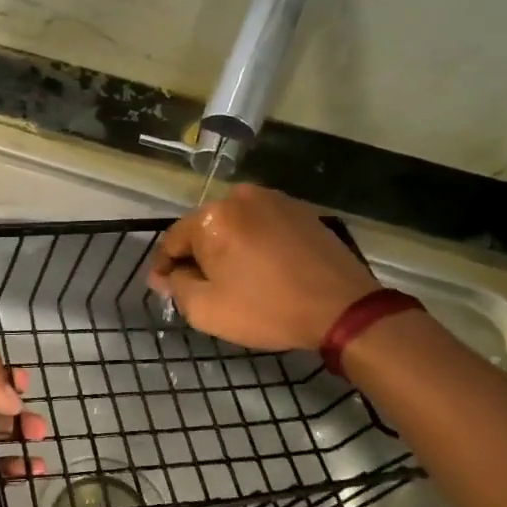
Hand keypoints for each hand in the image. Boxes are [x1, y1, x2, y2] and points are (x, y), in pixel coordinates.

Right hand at [147, 183, 380, 350]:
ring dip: (227, 246)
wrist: (343, 308)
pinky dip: (254, 242)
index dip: (163, 266)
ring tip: (234, 276)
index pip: (172, 240)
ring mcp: (273, 199)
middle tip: (200, 285)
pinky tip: (262, 266)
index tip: (163, 286)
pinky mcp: (300, 210)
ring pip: (234, 224)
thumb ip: (176, 287)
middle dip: (197, 254)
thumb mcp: (206, 310)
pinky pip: (262, 224)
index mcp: (211, 218)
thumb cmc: (267, 309)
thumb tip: (165, 275)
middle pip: (204, 228)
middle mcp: (239, 197)